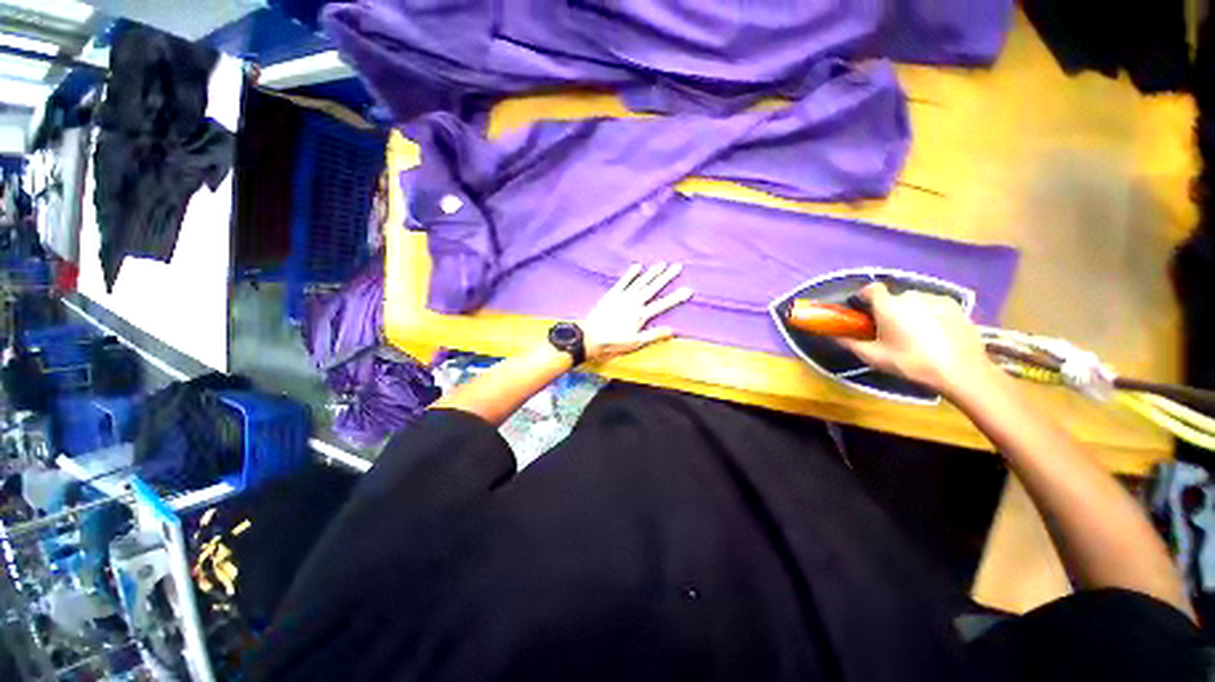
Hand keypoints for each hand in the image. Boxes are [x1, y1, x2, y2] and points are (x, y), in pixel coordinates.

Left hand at [580, 262, 692, 362]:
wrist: (589, 337)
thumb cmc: (613, 342)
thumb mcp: (635, 343)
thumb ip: (654, 335)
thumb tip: (673, 330)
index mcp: (641, 315)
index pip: (662, 304)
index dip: (676, 297)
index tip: (688, 290)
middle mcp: (634, 302)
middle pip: (653, 288)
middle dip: (666, 277)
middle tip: (678, 267)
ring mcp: (622, 296)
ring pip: (640, 282)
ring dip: (651, 272)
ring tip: (662, 264)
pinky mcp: (611, 294)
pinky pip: (623, 281)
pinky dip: (631, 273)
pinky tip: (638, 266)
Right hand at [838, 283, 992, 395]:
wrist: (961, 371)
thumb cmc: (910, 362)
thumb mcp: (874, 357)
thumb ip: (850, 343)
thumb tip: (833, 336)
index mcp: (888, 305)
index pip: (871, 289)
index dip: (864, 296)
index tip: (862, 310)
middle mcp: (911, 296)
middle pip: (894, 298)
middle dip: (889, 310)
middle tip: (889, 330)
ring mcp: (936, 299)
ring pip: (915, 302)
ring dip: (910, 312)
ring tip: (914, 334)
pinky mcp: (955, 307)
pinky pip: (934, 306)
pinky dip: (929, 315)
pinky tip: (934, 335)